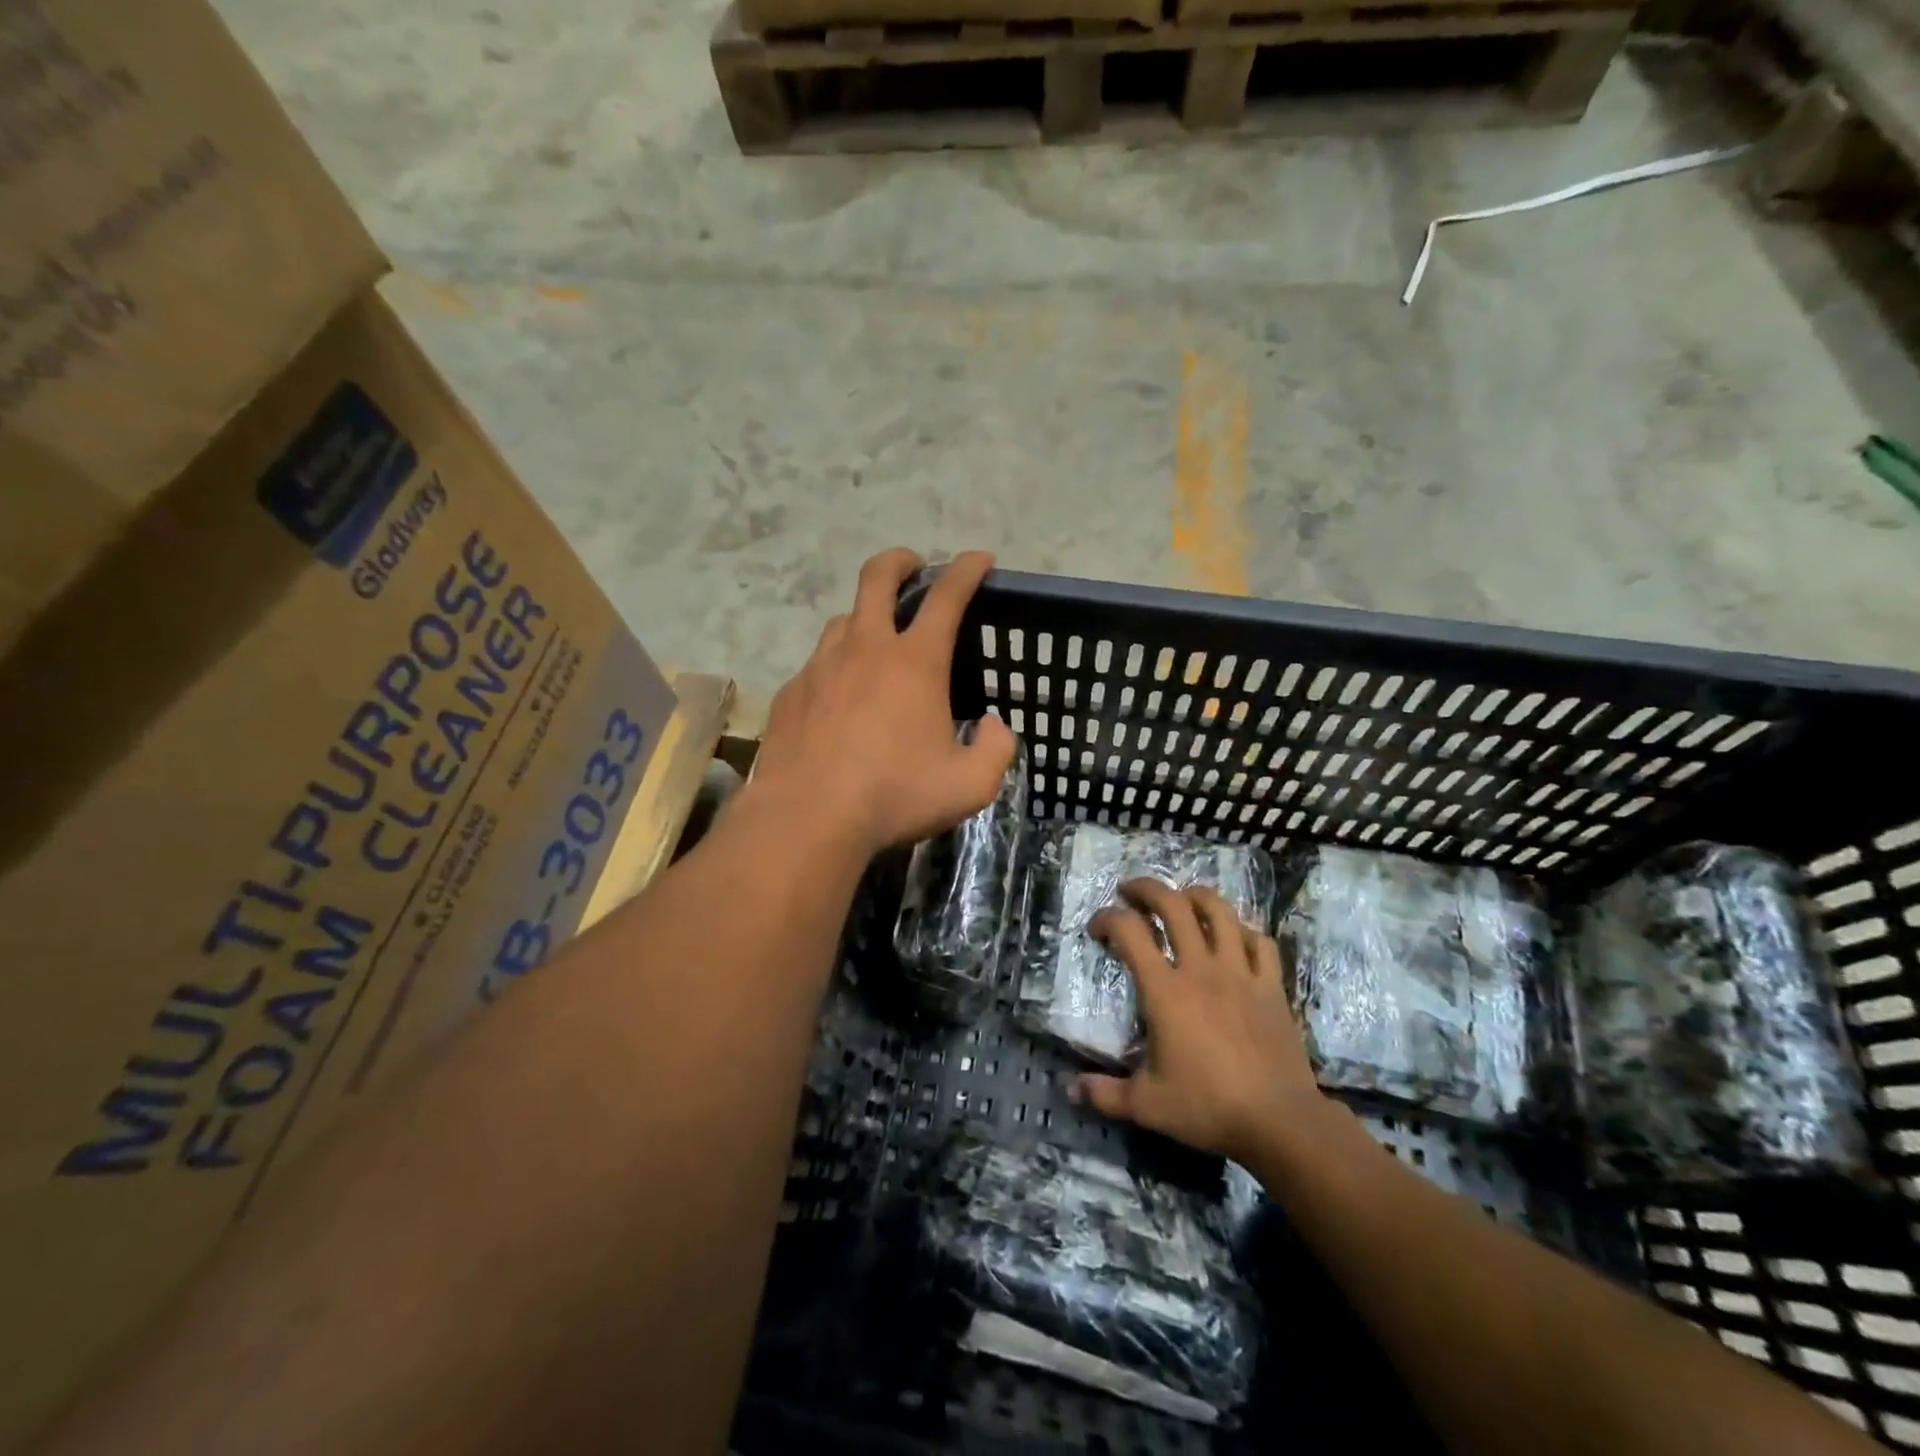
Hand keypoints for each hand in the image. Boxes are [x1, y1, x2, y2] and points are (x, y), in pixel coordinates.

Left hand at [751, 548, 1015, 856]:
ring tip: (875, 641)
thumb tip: (994, 727)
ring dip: (865, 617)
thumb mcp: (969, 786)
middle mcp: (865, 649)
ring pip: (843, 619)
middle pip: (878, 577)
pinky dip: (836, 666)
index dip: (967, 569)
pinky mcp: (791, 692)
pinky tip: (839, 698)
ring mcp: (821, 666)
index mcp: (915, 662)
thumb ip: (996, 750)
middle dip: (900, 561)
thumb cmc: (894, 795)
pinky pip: (817, 664)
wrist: (807, 817)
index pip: (947, 596)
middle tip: (912, 567)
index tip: (979, 558)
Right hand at [1072, 880, 1324, 1166]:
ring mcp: (1240, 972)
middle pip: (1173, 905)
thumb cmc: (1208, 1107)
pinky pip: (1259, 941)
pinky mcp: (1271, 985)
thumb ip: (1105, 1093)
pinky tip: (1233, 938)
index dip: (1107, 919)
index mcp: (1165, 990)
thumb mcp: (1147, 1106)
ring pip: (1219, 911)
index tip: (1097, 929)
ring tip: (1181, 899)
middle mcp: (1200, 968)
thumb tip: (1071, 1089)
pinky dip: (1242, 931)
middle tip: (1130, 892)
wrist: (1280, 1121)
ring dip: (1195, 896)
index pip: (1129, 931)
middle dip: (1147, 889)